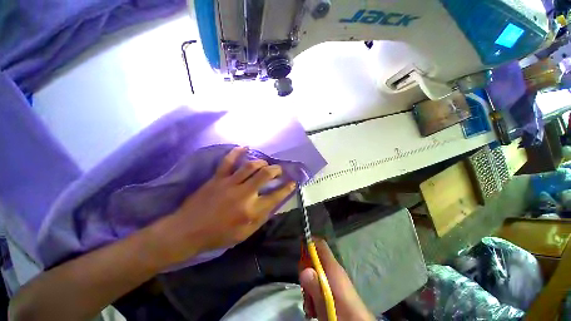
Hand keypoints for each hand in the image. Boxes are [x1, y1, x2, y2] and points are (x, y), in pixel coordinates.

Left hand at [155, 146, 295, 265]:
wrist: (187, 231)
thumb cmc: (219, 235)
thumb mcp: (245, 233)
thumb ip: (262, 217)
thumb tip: (274, 203)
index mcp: (252, 211)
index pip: (276, 196)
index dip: (287, 188)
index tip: (292, 182)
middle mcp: (244, 194)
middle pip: (265, 175)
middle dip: (276, 170)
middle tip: (279, 170)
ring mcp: (229, 184)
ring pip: (250, 166)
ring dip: (261, 162)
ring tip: (265, 163)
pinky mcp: (217, 178)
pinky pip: (228, 161)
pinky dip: (237, 152)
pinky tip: (244, 147)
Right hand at [300, 239, 374, 320]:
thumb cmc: (343, 315)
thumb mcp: (325, 302)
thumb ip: (315, 286)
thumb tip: (304, 270)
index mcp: (333, 267)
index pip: (320, 245)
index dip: (309, 242)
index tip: (298, 247)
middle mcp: (333, 270)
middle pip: (315, 261)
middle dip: (306, 272)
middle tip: (304, 288)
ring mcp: (334, 280)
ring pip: (315, 275)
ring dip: (309, 287)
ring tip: (310, 305)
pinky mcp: (335, 290)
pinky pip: (320, 285)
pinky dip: (314, 294)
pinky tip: (314, 308)